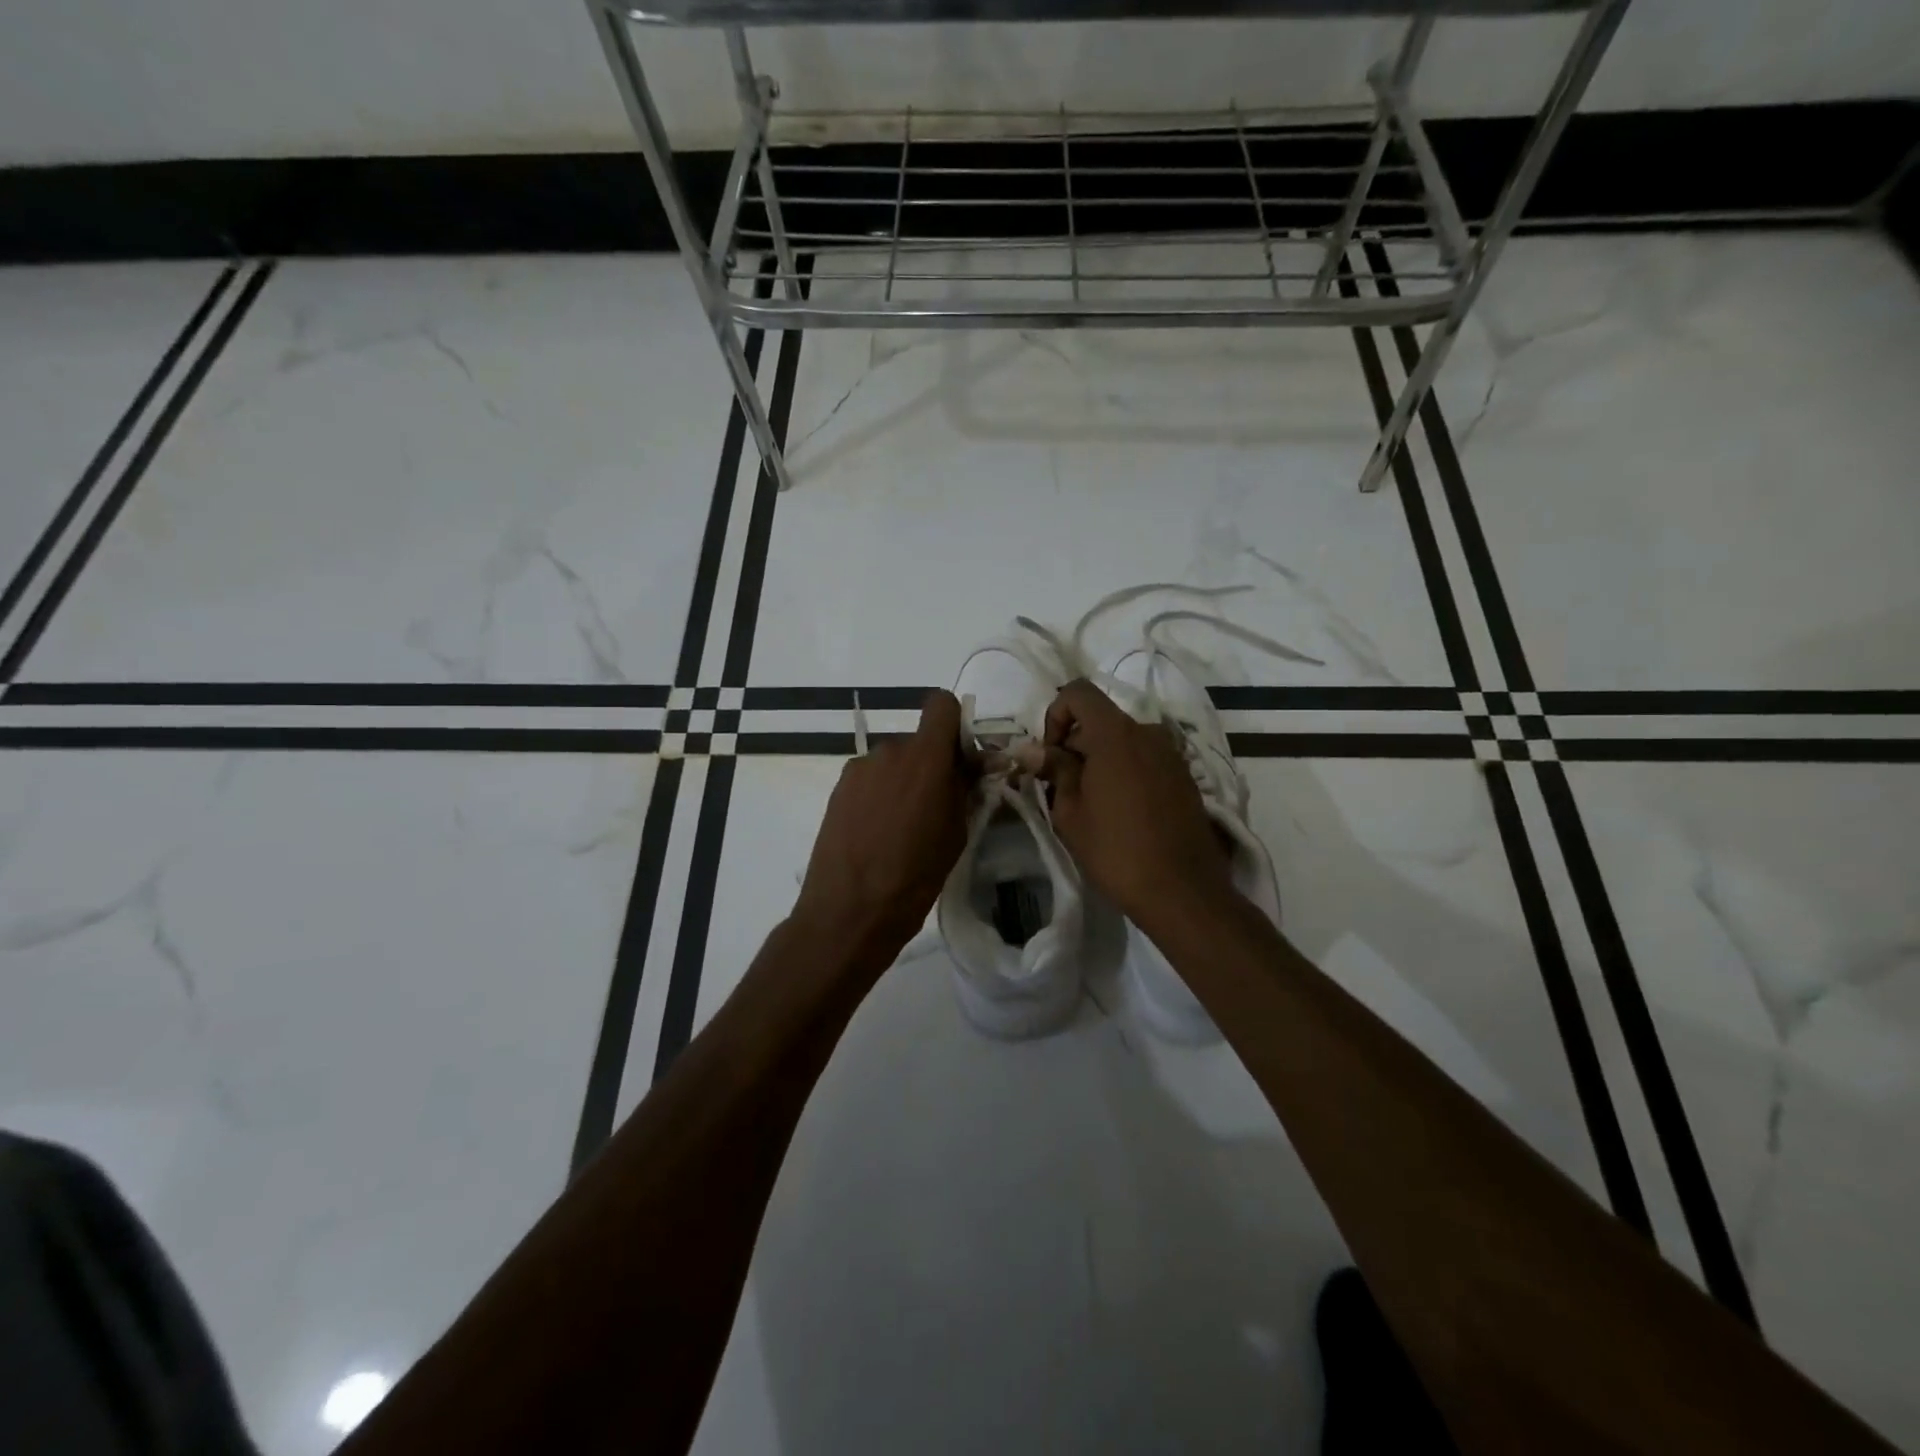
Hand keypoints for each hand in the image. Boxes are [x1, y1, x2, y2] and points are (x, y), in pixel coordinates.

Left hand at [792, 690, 974, 974]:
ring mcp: (859, 769)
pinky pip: (870, 778)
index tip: (960, 759)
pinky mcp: (838, 789)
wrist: (850, 911)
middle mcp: (889, 751)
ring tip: (903, 825)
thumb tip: (977, 766)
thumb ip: (966, 789)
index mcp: (926, 758)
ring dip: (904, 780)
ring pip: (893, 761)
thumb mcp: (956, 833)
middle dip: (931, 763)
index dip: (954, 724)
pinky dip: (880, 794)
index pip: (941, 705)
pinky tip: (877, 831)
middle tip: (937, 804)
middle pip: (918, 740)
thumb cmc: (915, 876)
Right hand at [1040, 680, 1232, 930]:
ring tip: (1092, 805)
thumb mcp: (1070, 813)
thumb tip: (1032, 750)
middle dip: (1076, 746)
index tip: (1052, 756)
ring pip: (1123, 741)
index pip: (1078, 692)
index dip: (1056, 715)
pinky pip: (1145, 759)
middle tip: (1062, 789)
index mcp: (1116, 734)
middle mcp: (1148, 733)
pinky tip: (1122, 813)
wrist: (1183, 891)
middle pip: (1101, 720)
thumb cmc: (1116, 850)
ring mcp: (1171, 754)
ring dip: (1101, 761)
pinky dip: (1126, 772)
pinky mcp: (1185, 777)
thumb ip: (1054, 771)